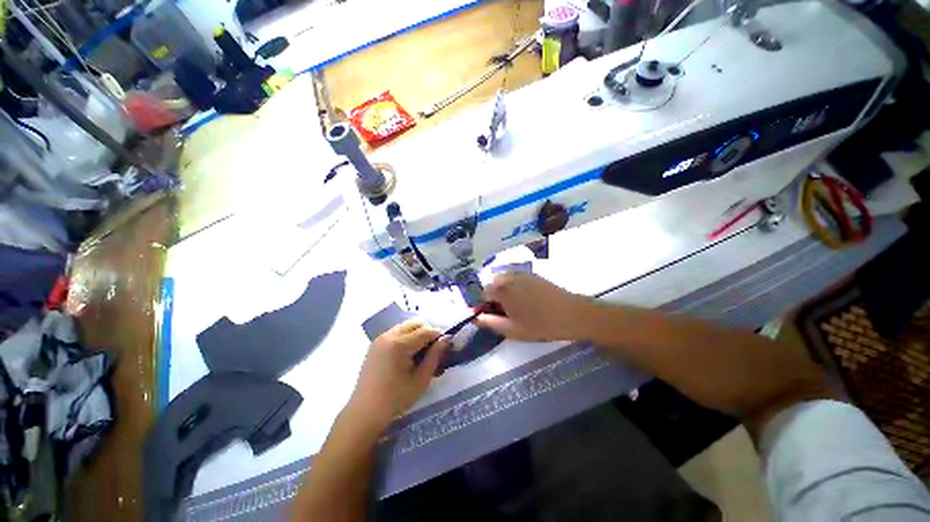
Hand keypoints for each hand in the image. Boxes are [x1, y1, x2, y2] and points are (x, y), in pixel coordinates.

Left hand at [345, 321, 449, 432]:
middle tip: (433, 349)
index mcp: (400, 345)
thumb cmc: (395, 399)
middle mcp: (389, 336)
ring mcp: (380, 339)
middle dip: (427, 332)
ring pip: (405, 326)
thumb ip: (435, 356)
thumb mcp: (421, 379)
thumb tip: (447, 338)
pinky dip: (406, 336)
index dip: (438, 336)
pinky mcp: (375, 344)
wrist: (364, 413)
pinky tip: (407, 354)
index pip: (426, 331)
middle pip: (415, 323)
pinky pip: (396, 332)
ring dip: (416, 333)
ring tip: (420, 352)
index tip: (445, 346)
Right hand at [476, 273, 590, 341]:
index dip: (484, 304)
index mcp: (502, 290)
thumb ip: (491, 323)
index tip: (491, 315)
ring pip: (504, 280)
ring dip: (504, 290)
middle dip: (494, 296)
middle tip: (505, 312)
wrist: (573, 314)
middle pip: (493, 284)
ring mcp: (523, 274)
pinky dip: (514, 286)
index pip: (483, 293)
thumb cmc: (541, 325)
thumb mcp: (513, 330)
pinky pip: (516, 278)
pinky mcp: (533, 275)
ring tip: (515, 307)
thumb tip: (476, 318)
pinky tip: (526, 300)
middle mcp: (509, 277)